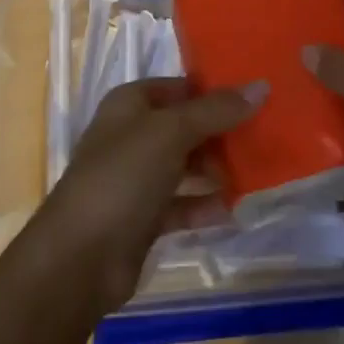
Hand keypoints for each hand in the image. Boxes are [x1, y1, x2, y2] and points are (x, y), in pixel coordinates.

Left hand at [34, 78, 260, 315]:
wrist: (81, 257)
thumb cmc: (123, 176)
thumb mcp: (172, 133)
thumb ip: (216, 111)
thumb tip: (261, 86)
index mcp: (130, 104)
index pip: (179, 86)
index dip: (213, 89)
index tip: (255, 94)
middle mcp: (132, 136)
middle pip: (184, 126)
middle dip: (220, 132)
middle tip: (262, 136)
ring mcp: (136, 179)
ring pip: (185, 166)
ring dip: (216, 169)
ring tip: (255, 172)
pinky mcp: (143, 218)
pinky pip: (181, 204)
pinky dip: (204, 206)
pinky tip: (232, 210)